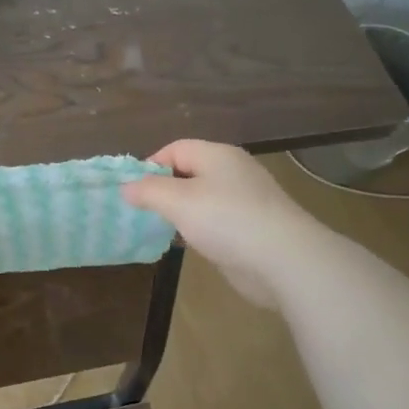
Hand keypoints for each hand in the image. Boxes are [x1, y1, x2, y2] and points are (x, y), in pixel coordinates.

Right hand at [122, 140, 320, 306]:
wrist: (283, 260)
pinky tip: (188, 244)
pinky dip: (199, 229)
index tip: (132, 191)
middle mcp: (233, 172)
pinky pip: (216, 221)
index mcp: (218, 155)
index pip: (176, 149)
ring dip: (180, 212)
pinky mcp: (251, 227)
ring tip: (160, 229)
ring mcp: (245, 200)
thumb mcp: (178, 202)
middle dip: (163, 190)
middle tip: (141, 212)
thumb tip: (125, 187)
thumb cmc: (226, 220)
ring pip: (202, 199)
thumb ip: (148, 191)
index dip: (150, 165)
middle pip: (189, 172)